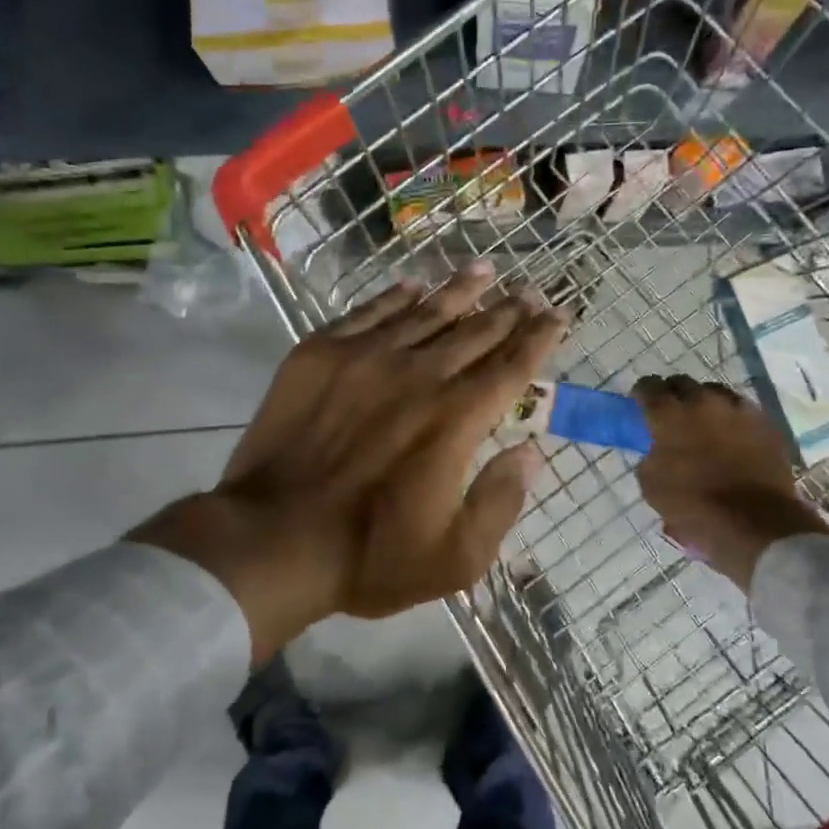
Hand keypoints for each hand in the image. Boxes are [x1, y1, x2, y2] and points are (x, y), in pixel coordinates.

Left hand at [131, 264, 567, 661]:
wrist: (270, 540)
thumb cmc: (369, 556)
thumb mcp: (457, 557)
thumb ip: (502, 501)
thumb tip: (531, 452)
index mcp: (457, 419)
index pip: (512, 366)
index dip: (540, 337)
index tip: (558, 315)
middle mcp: (419, 375)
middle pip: (475, 331)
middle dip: (509, 309)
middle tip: (529, 291)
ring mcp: (366, 358)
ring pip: (426, 312)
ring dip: (460, 291)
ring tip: (484, 271)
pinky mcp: (320, 354)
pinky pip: (368, 313)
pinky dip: (396, 297)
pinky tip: (413, 286)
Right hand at [632, 375, 828, 590]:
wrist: (756, 523)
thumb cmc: (695, 507)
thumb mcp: (652, 486)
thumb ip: (650, 456)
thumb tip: (657, 448)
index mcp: (669, 415)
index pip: (648, 387)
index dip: (642, 394)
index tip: (640, 405)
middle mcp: (702, 402)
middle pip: (682, 383)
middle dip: (673, 394)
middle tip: (671, 415)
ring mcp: (738, 409)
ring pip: (714, 392)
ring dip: (704, 402)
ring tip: (703, 422)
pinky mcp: (764, 422)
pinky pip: (741, 409)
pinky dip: (731, 417)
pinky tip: (730, 434)